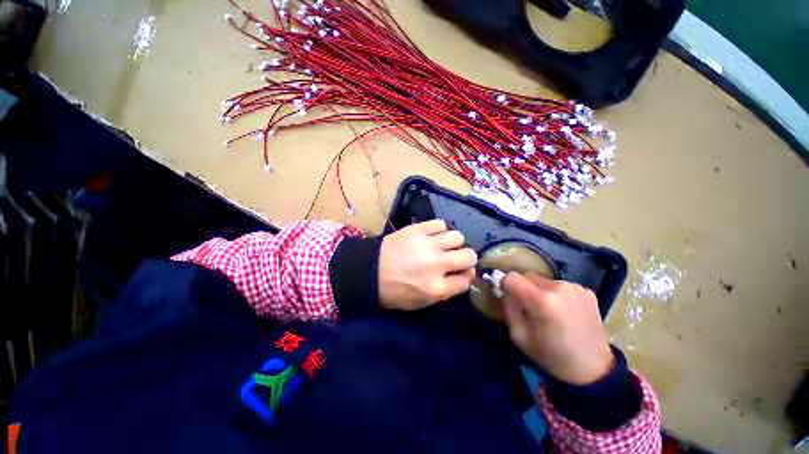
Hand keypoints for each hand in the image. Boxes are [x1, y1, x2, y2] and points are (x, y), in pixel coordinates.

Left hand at [379, 219, 476, 309]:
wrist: (370, 271)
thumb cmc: (394, 291)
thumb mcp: (420, 302)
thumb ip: (445, 292)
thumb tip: (462, 276)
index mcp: (437, 288)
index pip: (467, 279)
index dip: (467, 275)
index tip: (463, 271)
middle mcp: (437, 265)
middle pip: (469, 256)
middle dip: (467, 258)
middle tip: (456, 257)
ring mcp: (428, 245)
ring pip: (458, 237)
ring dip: (453, 242)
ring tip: (443, 245)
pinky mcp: (418, 229)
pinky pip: (440, 224)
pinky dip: (439, 229)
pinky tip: (432, 235)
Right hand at [501, 272, 613, 384]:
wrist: (593, 369)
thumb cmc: (551, 356)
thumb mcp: (519, 335)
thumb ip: (509, 307)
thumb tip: (504, 290)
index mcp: (541, 300)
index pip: (511, 277)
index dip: (505, 285)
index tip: (506, 296)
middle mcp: (559, 287)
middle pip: (527, 275)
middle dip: (522, 288)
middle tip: (528, 307)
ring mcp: (575, 287)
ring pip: (542, 280)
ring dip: (539, 290)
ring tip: (548, 311)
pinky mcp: (586, 290)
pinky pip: (558, 285)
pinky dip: (555, 294)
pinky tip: (563, 311)